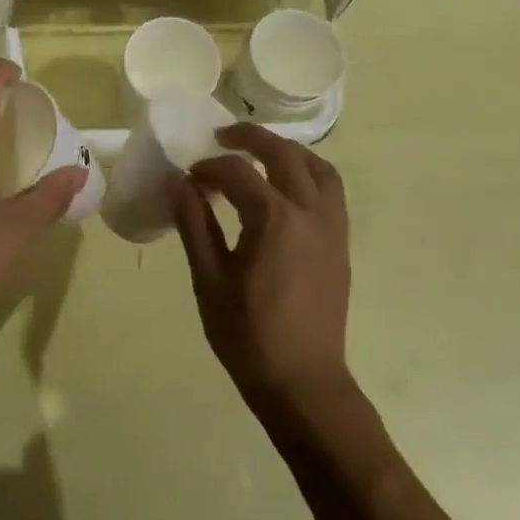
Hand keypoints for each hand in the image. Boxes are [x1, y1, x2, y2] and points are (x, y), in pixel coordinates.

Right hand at [173, 123, 352, 408]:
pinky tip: (284, 190)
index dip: (209, 167)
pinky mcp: (340, 245)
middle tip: (223, 137)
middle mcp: (310, 213)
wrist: (303, 383)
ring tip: (261, 154)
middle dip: (252, 138)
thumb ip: (195, 224)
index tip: (188, 177)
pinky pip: (331, 192)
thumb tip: (179, 183)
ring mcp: (332, 229)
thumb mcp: (210, 279)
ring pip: (319, 169)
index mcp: (275, 220)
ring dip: (289, 152)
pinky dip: (308, 175)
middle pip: (285, 155)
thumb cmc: (248, 335)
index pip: (238, 173)